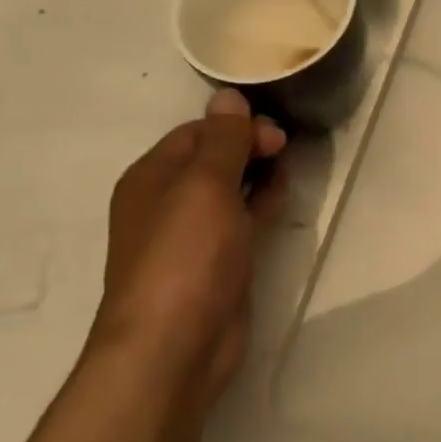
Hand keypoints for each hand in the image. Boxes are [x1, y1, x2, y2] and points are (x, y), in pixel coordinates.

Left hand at [91, 89, 286, 398]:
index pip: (197, 132)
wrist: (175, 347)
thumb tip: (228, 95)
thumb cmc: (185, 255)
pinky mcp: (218, 262)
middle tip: (285, 150)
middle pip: (214, 158)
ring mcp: (193, 235)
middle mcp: (167, 202)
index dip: (236, 126)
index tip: (274, 135)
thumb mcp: (205, 185)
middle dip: (250, 146)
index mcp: (151, 177)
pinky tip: (283, 197)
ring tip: (289, 166)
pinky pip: (242, 219)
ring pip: (231, 188)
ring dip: (259, 173)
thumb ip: (223, 139)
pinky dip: (262, 203)